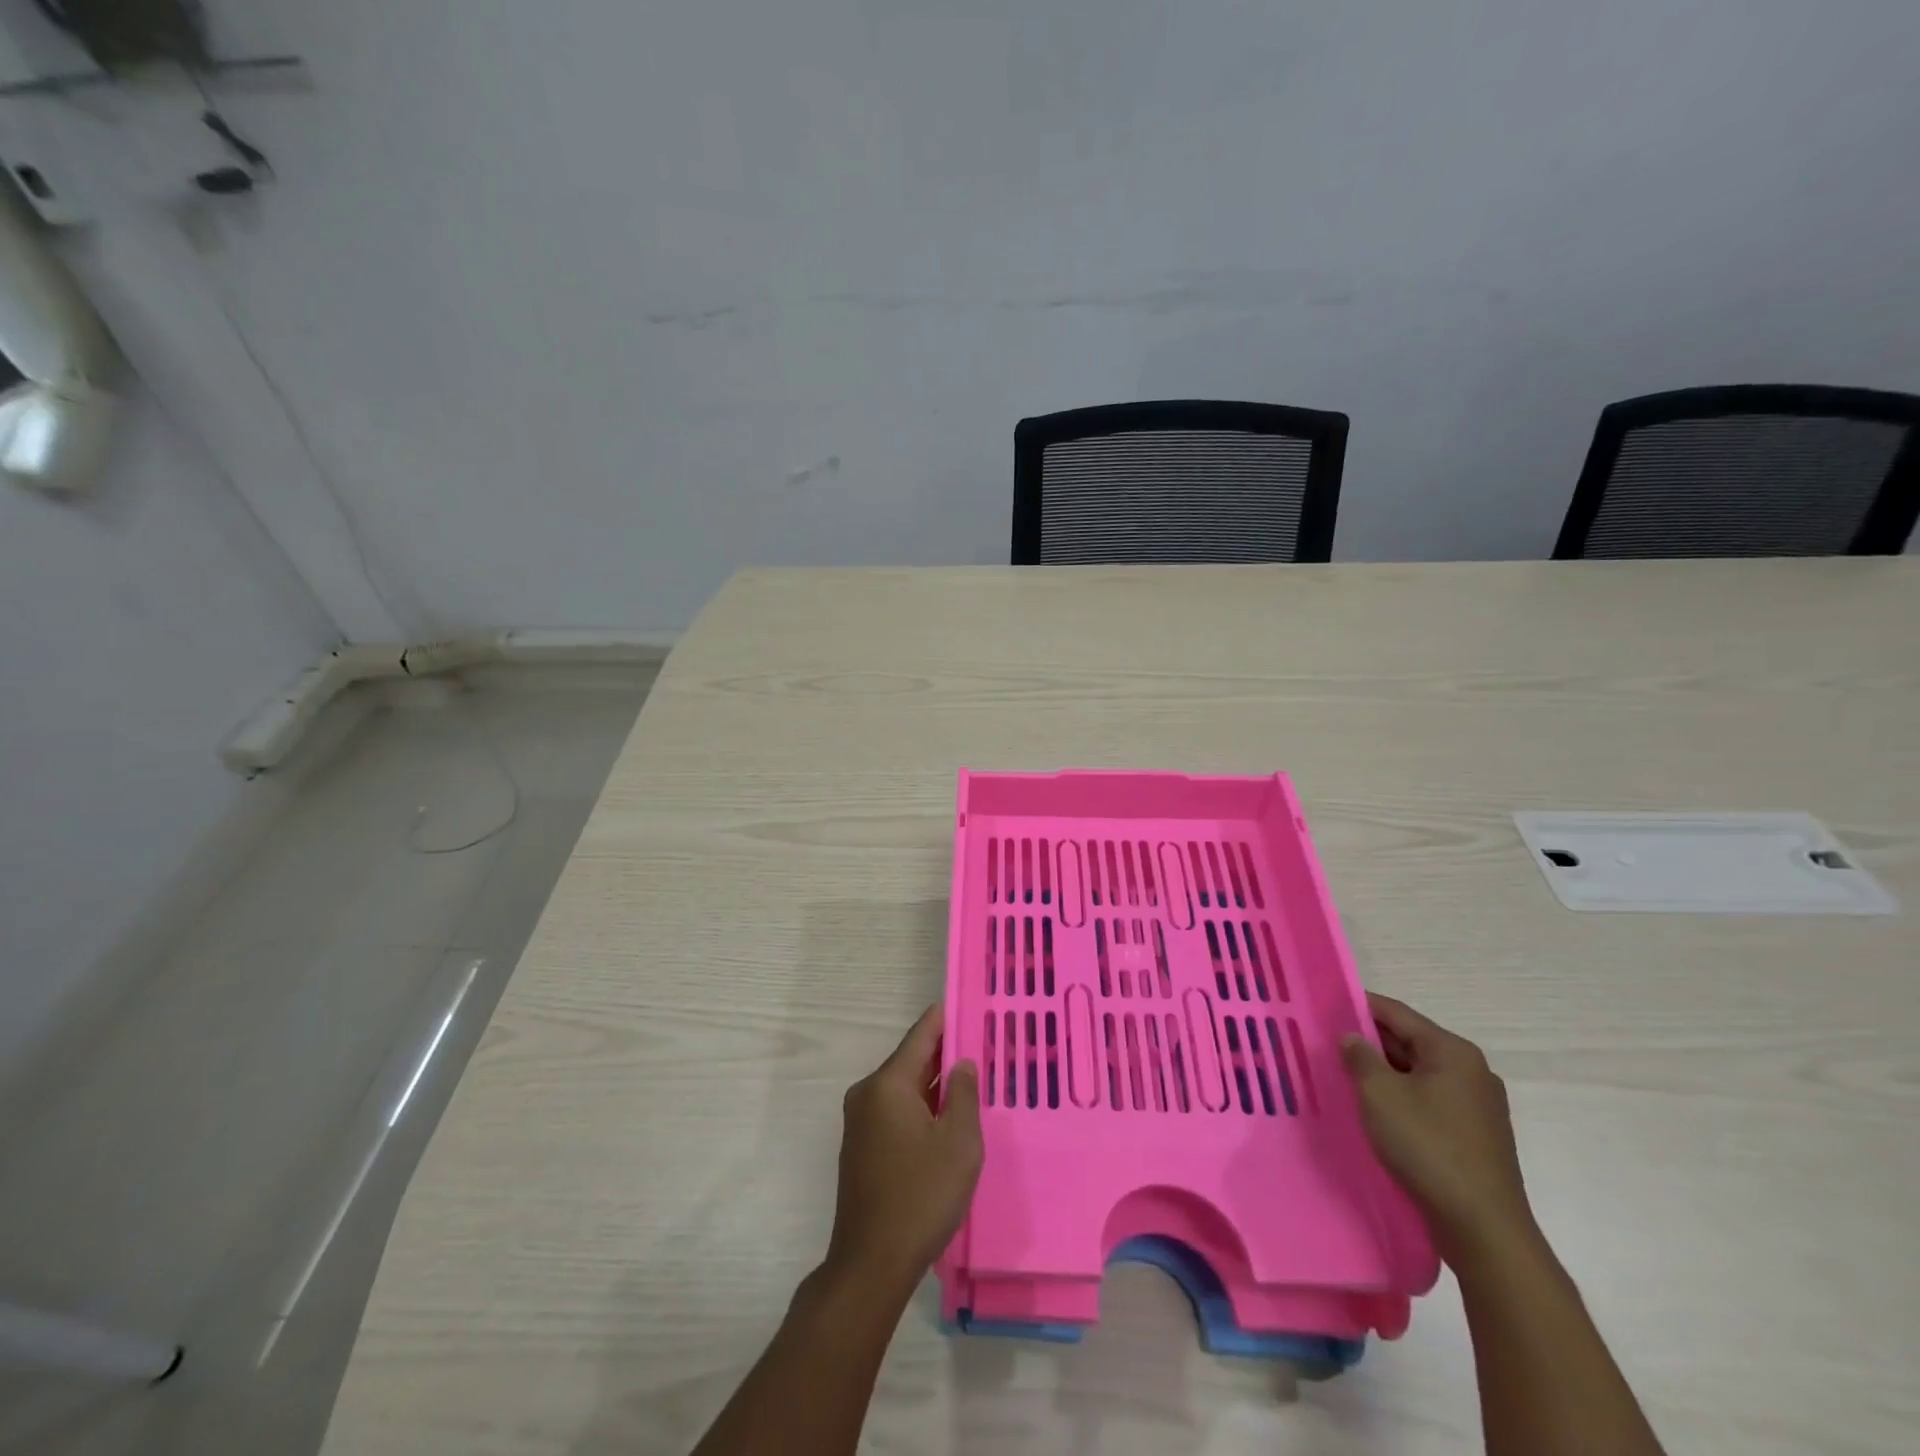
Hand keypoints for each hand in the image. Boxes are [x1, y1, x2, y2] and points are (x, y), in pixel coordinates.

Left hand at [823, 1005, 981, 1297]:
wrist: (871, 1263)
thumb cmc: (921, 1196)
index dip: (944, 1018)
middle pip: (910, 1060)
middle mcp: (868, 1094)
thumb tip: (961, 1063)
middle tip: (979, 1043)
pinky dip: (920, 1106)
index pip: (920, 1036)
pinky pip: (895, 1111)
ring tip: (969, 1077)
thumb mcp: (959, 1143)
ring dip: (933, 1083)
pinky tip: (945, 1116)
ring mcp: (860, 1121)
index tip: (965, 1002)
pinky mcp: (861, 1147)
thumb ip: (964, 1095)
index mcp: (888, 1084)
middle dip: (943, 1052)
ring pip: (904, 1088)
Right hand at [1340, 993, 1536, 1264]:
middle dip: (1370, 1043)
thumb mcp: (1379, 1094)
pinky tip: (1377, 1111)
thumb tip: (1351, 1038)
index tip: (1326, 1007)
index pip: (1397, 1013)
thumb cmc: (1428, 1147)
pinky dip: (1402, 1099)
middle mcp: (1471, 1071)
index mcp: (1452, 1052)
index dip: (1359, 1006)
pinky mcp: (1476, 1136)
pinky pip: (1430, 1101)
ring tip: (1345, 1077)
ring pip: (1418, 1074)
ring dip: (1384, 1073)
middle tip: (1328, 1044)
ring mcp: (1478, 1106)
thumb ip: (1360, 1057)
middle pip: (1410, 1042)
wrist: (1483, 1228)